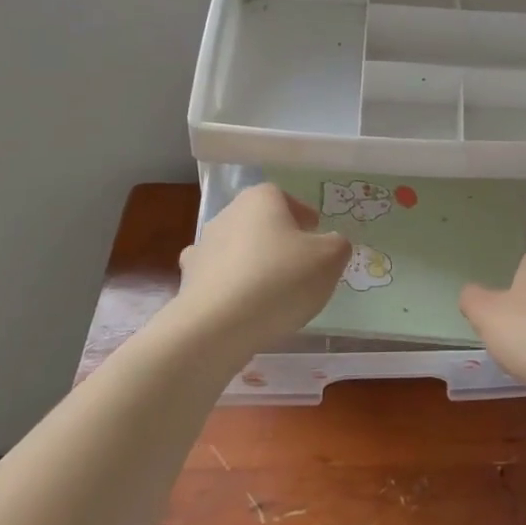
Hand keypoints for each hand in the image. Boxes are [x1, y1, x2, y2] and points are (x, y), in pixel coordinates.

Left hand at [167, 183, 351, 359]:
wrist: (218, 326)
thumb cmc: (281, 279)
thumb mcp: (330, 258)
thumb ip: (337, 244)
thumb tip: (329, 244)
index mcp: (261, 199)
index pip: (285, 198)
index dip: (303, 218)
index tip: (315, 238)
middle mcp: (228, 214)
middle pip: (260, 223)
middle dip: (278, 239)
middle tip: (300, 265)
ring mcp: (203, 247)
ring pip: (237, 249)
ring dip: (253, 263)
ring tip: (273, 292)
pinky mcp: (188, 280)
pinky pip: (218, 278)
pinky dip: (230, 287)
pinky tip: (243, 307)